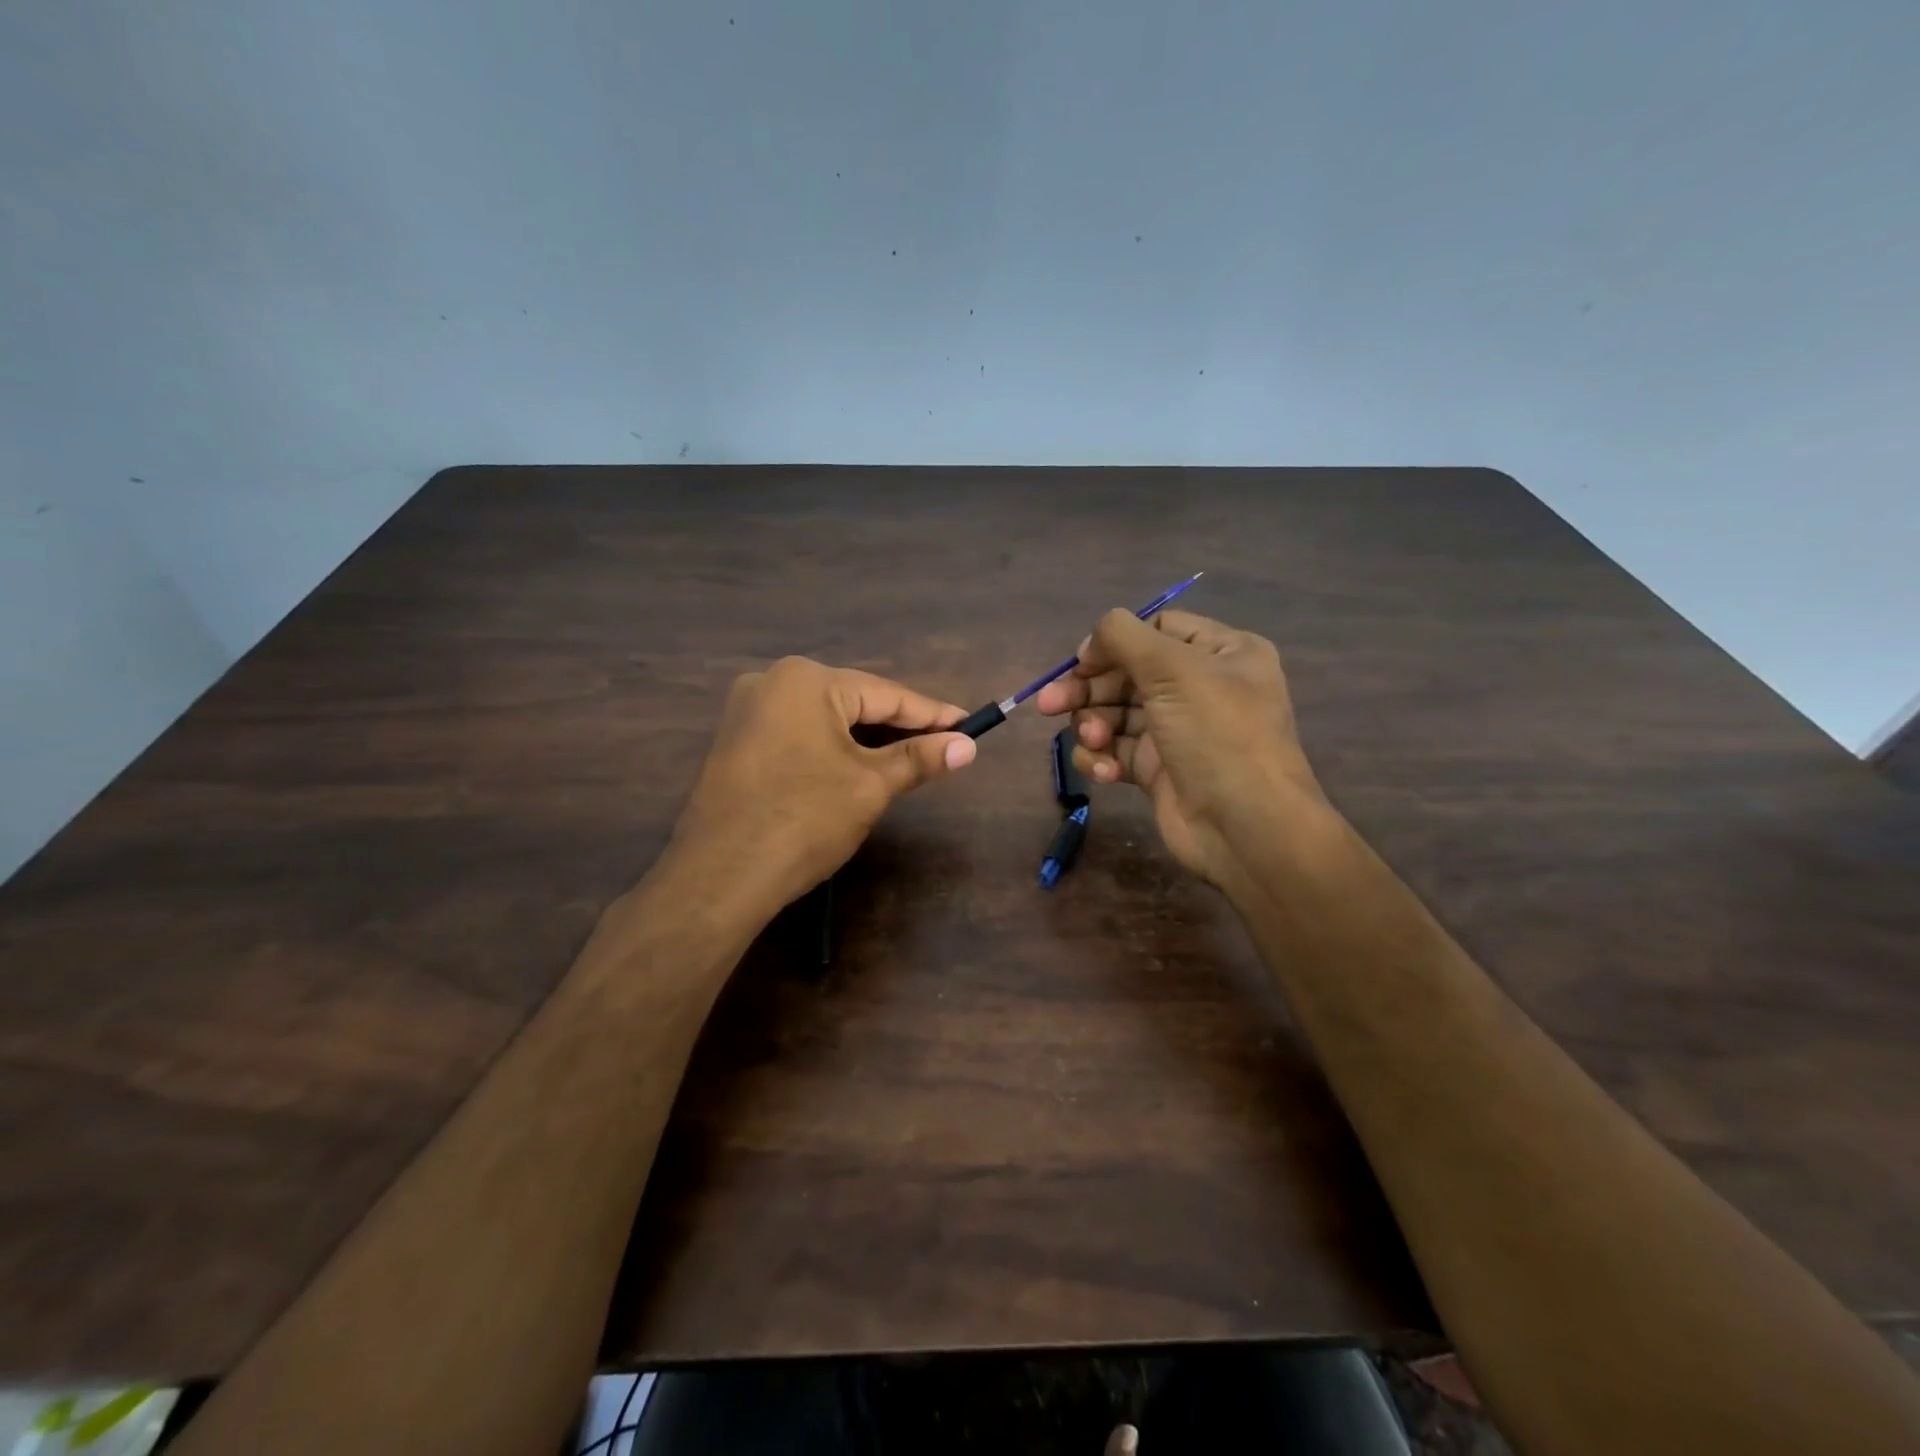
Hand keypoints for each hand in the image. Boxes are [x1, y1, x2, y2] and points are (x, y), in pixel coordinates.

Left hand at [668, 656, 976, 912]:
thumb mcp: (870, 786)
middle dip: (899, 726)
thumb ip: (920, 758)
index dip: (933, 713)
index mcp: (806, 680)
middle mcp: (772, 682)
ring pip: (827, 719)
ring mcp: (748, 712)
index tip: (970, 724)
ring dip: (868, 740)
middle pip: (854, 701)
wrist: (720, 878)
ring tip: (911, 758)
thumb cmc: (804, 820)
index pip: (886, 694)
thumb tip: (968, 746)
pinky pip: (801, 735)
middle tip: (945, 744)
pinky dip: (834, 749)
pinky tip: (859, 767)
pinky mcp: (738, 743)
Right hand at [1034, 608, 1322, 886]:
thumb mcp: (1174, 669)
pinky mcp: (1157, 770)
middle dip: (1088, 689)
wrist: (1245, 829)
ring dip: (1093, 725)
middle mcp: (1200, 687)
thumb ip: (1124, 637)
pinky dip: (1102, 758)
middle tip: (1048, 705)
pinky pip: (1117, 751)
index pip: (1157, 630)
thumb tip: (1090, 643)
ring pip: (1115, 714)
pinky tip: (1105, 772)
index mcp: (1221, 653)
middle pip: (1127, 673)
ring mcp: (1177, 731)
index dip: (1115, 643)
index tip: (1081, 664)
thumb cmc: (1217, 736)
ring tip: (1093, 742)